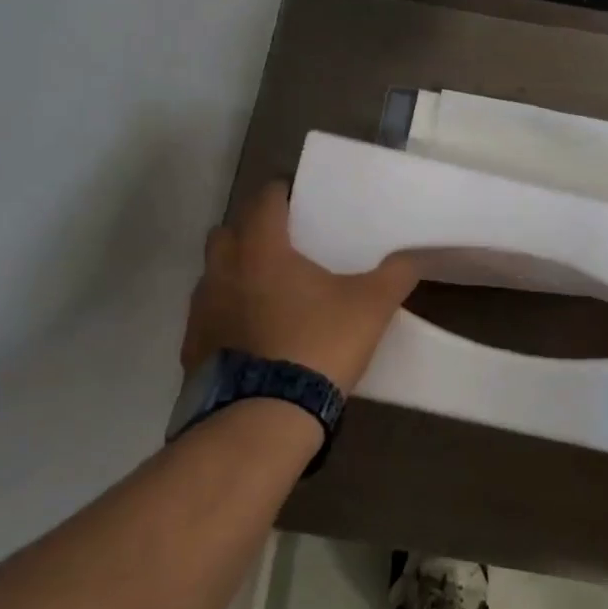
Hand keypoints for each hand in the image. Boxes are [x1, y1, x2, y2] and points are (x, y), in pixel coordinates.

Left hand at [180, 184, 419, 392]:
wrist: (266, 415)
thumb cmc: (319, 344)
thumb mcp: (371, 306)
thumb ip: (395, 275)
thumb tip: (414, 257)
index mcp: (261, 249)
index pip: (264, 200)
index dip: (282, 193)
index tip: (299, 198)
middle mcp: (222, 270)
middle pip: (227, 232)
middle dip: (250, 232)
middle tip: (283, 246)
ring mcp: (201, 310)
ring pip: (213, 275)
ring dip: (235, 274)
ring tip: (269, 293)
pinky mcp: (193, 347)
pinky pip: (208, 316)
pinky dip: (227, 315)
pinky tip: (254, 335)